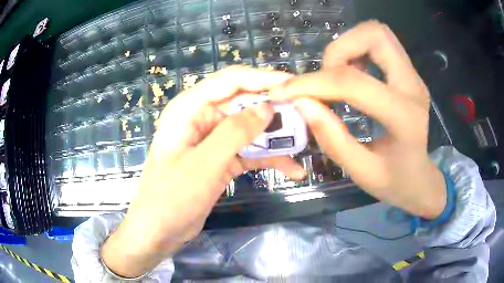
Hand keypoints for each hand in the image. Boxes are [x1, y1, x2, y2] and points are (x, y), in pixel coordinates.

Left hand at [102, 66, 305, 277]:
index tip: (294, 85)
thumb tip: (268, 107)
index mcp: (190, 108)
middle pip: (244, 103)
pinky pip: (248, 151)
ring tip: (304, 144)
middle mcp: (201, 118)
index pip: (231, 81)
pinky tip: (292, 169)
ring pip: (250, 128)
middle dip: (274, 109)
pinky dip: (268, 158)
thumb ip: (235, 132)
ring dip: (275, 137)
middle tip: (306, 115)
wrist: (159, 231)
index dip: (264, 78)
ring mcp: (212, 140)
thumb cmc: (172, 197)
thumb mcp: (204, 164)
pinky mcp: (220, 159)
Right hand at [270, 21, 445, 219]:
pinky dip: (358, 50)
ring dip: (348, 46)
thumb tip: (302, 103)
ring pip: (377, 33)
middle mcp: (413, 87)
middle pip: (375, 36)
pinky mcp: (408, 73)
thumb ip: (333, 139)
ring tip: (337, 75)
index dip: (314, 83)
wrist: (420, 178)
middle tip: (326, 77)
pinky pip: (380, 44)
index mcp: (404, 117)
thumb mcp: (362, 172)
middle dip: (339, 49)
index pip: (354, 83)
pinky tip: (351, 74)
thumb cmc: (394, 181)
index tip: (287, 91)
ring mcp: (413, 76)